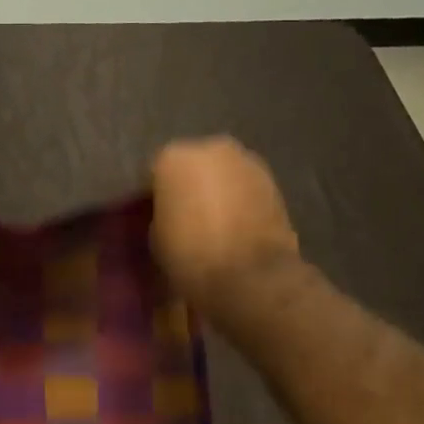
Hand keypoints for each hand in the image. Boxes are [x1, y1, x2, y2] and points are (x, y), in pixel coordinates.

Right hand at [150, 137, 300, 302]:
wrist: (250, 275)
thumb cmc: (190, 255)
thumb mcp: (156, 236)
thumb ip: (160, 213)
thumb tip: (170, 213)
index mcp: (173, 158)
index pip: (154, 172)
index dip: (151, 196)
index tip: (150, 215)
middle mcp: (210, 148)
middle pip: (192, 165)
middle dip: (187, 185)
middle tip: (182, 215)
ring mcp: (246, 161)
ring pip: (222, 173)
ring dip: (216, 190)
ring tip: (211, 222)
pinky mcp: (273, 181)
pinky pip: (244, 187)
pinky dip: (238, 200)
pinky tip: (233, 225)